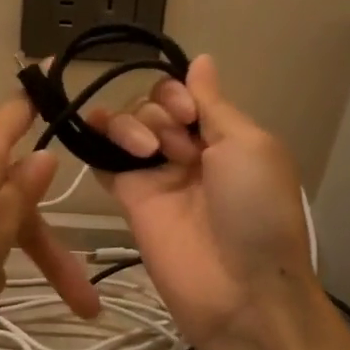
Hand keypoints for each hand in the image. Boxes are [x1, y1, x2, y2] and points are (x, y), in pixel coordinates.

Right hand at [88, 56, 316, 349]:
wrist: (239, 289)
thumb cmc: (256, 211)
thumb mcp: (249, 145)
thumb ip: (214, 103)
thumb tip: (202, 60)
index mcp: (223, 135)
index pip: (187, 93)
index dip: (180, 93)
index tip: (189, 114)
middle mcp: (188, 149)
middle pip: (153, 104)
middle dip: (162, 113)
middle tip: (182, 149)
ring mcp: (155, 173)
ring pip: (128, 124)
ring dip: (135, 125)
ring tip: (151, 155)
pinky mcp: (128, 197)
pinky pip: (103, 158)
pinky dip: (96, 137)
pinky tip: (93, 128)